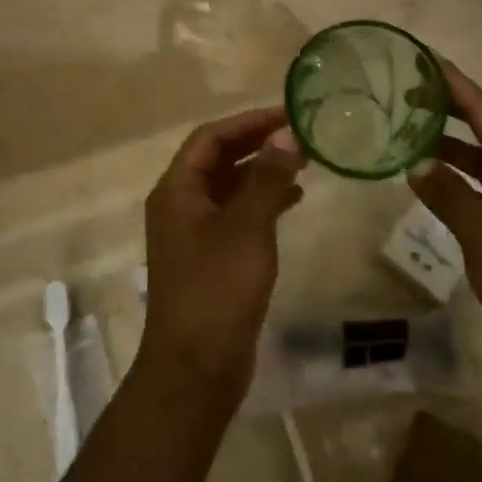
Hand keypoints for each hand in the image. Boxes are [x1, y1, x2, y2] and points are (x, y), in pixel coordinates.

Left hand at [141, 107, 304, 407]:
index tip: (288, 115)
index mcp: (177, 190)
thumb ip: (267, 177)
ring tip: (304, 162)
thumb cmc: (217, 289)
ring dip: (262, 171)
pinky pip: (237, 215)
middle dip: (257, 144)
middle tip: (301, 135)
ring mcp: (194, 233)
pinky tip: (294, 200)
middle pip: (218, 159)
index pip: (210, 137)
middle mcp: (180, 205)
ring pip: (229, 187)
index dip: (248, 122)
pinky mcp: (211, 257)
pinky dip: (262, 202)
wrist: (196, 367)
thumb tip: (287, 134)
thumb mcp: (247, 227)